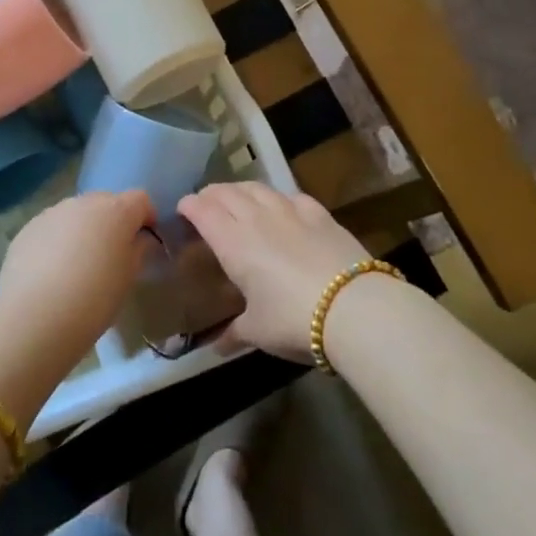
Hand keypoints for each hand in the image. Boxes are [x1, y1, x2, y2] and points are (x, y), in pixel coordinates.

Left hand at [0, 190, 153, 361]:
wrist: (36, 316)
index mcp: (115, 210)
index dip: (146, 217)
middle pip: (106, 202)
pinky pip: (52, 228)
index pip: (140, 199)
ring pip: (76, 214)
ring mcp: (52, 212)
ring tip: (79, 264)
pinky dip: (58, 241)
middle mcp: (83, 202)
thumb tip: (139, 239)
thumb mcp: (129, 277)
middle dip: (113, 221)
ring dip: (83, 229)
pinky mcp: (28, 228)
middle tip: (112, 254)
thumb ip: (138, 250)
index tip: (146, 240)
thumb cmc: (95, 298)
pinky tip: (52, 271)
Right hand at [178, 182, 363, 361]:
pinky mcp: (320, 214)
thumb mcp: (257, 331)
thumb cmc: (292, 319)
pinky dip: (278, 198)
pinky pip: (292, 196)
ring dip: (241, 190)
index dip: (189, 206)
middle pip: (227, 193)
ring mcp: (290, 211)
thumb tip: (216, 347)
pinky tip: (282, 205)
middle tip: (205, 203)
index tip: (182, 209)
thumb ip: (234, 333)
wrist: (353, 306)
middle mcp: (256, 217)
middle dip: (211, 194)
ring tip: (238, 198)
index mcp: (232, 241)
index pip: (202, 210)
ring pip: (257, 187)